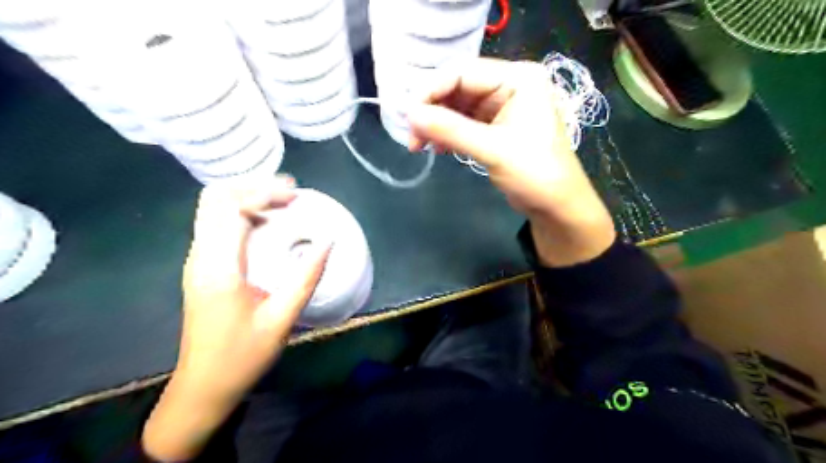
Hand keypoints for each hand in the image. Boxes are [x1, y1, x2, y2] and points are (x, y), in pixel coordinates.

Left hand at [142, 176, 330, 458]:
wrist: (203, 386)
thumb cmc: (243, 355)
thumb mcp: (281, 319)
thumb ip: (306, 278)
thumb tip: (327, 243)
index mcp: (218, 268)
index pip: (231, 210)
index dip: (263, 194)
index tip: (295, 196)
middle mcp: (200, 257)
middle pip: (214, 199)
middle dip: (252, 187)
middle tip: (289, 193)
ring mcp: (196, 261)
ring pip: (211, 209)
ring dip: (246, 198)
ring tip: (282, 202)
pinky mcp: (200, 268)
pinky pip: (215, 225)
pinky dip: (240, 213)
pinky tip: (266, 224)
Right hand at [406, 57, 611, 267]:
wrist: (557, 206)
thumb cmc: (534, 173)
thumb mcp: (492, 149)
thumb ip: (450, 129)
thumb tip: (409, 114)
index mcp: (518, 78)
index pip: (463, 72)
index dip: (430, 91)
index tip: (406, 115)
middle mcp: (510, 85)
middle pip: (458, 87)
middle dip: (432, 110)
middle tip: (411, 136)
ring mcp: (503, 106)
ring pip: (458, 106)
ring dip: (437, 124)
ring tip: (418, 145)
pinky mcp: (497, 126)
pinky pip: (465, 122)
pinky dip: (449, 134)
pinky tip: (437, 148)